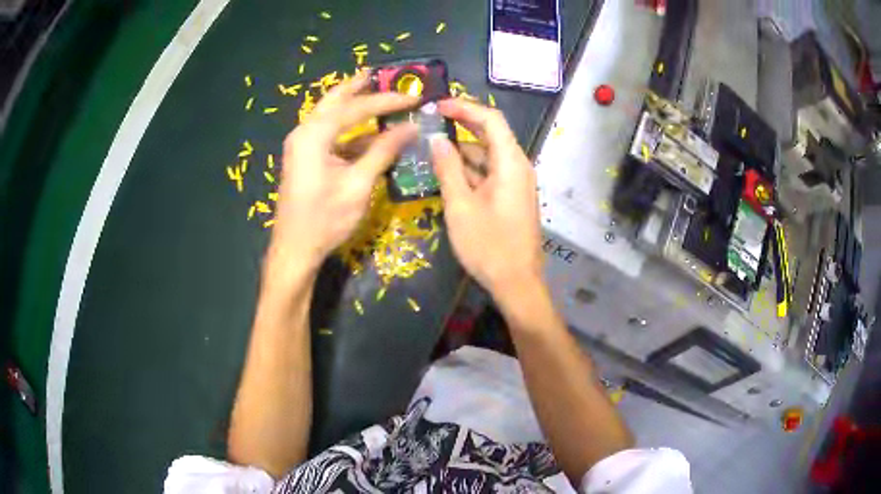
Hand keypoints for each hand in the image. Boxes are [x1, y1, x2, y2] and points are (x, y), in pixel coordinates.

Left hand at [269, 73, 417, 273]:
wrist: (295, 250)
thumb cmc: (325, 219)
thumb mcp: (358, 185)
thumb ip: (383, 151)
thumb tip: (410, 127)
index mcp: (313, 135)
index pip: (355, 108)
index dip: (387, 101)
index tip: (413, 97)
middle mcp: (304, 133)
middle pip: (334, 101)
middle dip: (357, 86)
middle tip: (378, 73)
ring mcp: (302, 146)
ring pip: (330, 116)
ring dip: (353, 106)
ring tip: (375, 93)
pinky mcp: (305, 158)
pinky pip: (329, 135)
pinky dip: (349, 130)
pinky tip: (368, 132)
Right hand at [431, 99, 543, 307]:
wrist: (516, 283)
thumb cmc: (488, 245)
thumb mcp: (461, 205)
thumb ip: (448, 168)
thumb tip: (437, 139)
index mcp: (511, 163)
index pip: (491, 119)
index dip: (465, 108)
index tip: (438, 106)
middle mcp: (518, 167)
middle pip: (491, 134)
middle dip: (463, 124)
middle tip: (432, 120)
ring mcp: (516, 183)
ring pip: (488, 155)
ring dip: (463, 148)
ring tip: (432, 145)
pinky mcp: (511, 197)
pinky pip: (490, 173)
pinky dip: (470, 168)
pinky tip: (447, 171)